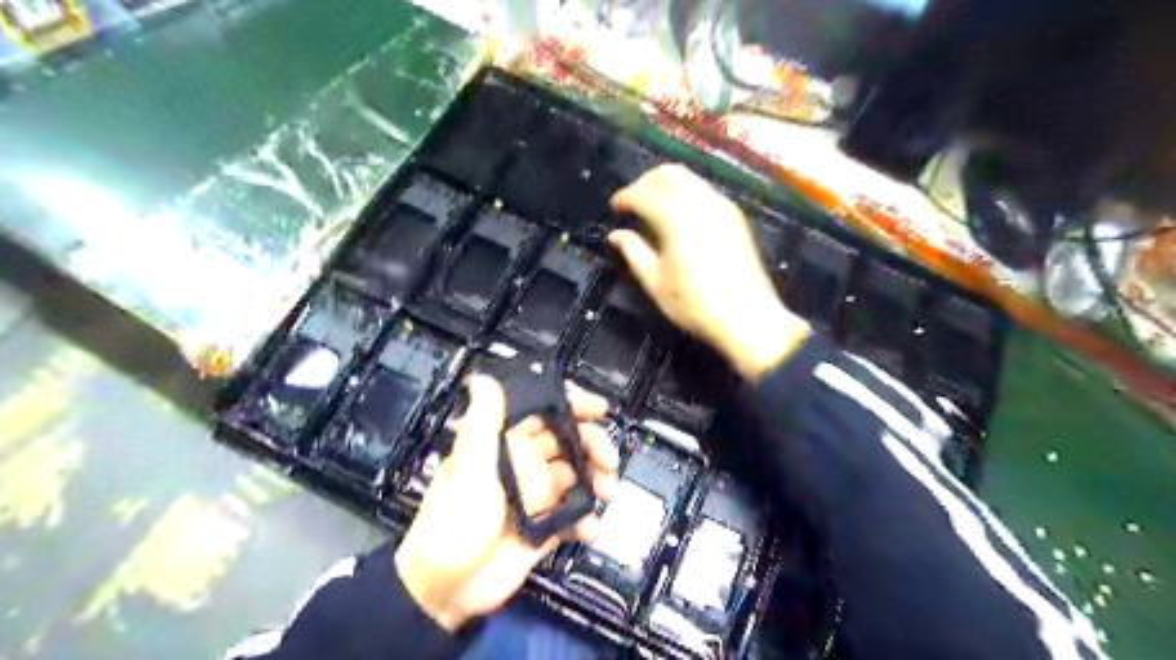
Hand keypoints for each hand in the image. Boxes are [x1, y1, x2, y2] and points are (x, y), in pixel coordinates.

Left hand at [395, 375, 618, 629]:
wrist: (447, 591)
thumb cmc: (454, 523)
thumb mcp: (467, 470)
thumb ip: (482, 425)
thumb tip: (483, 379)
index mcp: (504, 444)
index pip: (541, 412)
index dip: (570, 404)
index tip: (597, 408)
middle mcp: (524, 465)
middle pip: (569, 442)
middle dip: (593, 444)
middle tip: (609, 459)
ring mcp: (537, 496)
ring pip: (578, 476)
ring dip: (598, 480)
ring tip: (607, 492)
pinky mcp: (546, 527)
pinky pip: (574, 516)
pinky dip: (587, 520)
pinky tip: (589, 529)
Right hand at [605, 164, 808, 382]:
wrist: (747, 316)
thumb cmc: (694, 304)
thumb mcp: (656, 282)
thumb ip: (633, 252)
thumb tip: (615, 235)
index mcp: (675, 218)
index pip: (643, 193)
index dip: (625, 197)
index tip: (614, 207)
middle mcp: (699, 202)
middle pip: (668, 174)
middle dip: (645, 182)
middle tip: (632, 202)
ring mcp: (721, 206)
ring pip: (689, 178)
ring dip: (666, 185)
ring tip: (653, 207)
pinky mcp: (734, 216)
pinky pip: (704, 190)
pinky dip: (686, 193)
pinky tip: (678, 216)